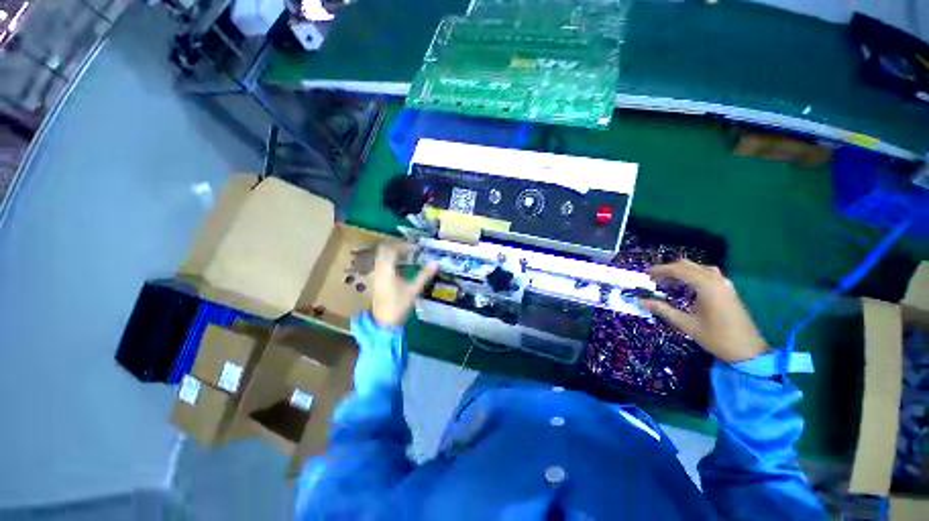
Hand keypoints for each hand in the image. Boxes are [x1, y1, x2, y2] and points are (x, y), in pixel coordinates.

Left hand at [371, 244, 438, 326]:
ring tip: (409, 259)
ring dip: (395, 256)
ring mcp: (376, 276)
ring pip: (383, 258)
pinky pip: (382, 266)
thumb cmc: (399, 305)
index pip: (392, 250)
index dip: (404, 246)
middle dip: (399, 249)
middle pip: (385, 251)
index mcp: (386, 269)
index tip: (417, 248)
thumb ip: (425, 274)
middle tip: (412, 252)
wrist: (384, 322)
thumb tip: (436, 263)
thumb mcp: (414, 289)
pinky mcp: (376, 282)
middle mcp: (378, 269)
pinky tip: (403, 269)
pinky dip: (392, 263)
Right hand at [640, 259, 767, 362]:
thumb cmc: (716, 337)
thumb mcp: (686, 324)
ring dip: (682, 272)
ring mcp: (725, 284)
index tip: (646, 274)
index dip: (661, 270)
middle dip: (670, 270)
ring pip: (699, 268)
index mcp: (706, 286)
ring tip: (669, 283)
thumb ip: (662, 310)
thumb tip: (640, 301)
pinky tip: (688, 287)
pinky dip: (694, 276)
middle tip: (655, 280)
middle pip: (688, 266)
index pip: (678, 270)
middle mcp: (716, 280)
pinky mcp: (728, 290)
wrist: (748, 351)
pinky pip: (708, 274)